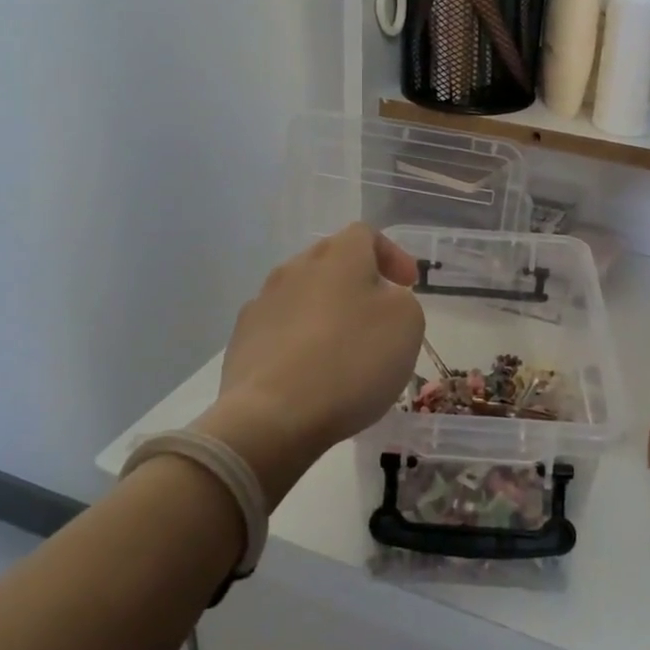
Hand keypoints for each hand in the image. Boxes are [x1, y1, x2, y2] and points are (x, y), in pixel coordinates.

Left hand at [193, 223, 424, 505]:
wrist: (273, 415)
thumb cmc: (352, 361)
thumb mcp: (407, 324)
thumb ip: (401, 300)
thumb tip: (379, 300)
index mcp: (338, 256)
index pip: (365, 234)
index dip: (391, 254)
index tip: (407, 285)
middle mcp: (295, 268)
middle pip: (330, 261)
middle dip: (357, 282)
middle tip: (378, 315)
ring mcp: (262, 303)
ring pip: (302, 295)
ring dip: (326, 312)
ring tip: (343, 350)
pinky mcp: (242, 340)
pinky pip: (280, 329)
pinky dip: (300, 341)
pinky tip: (310, 373)